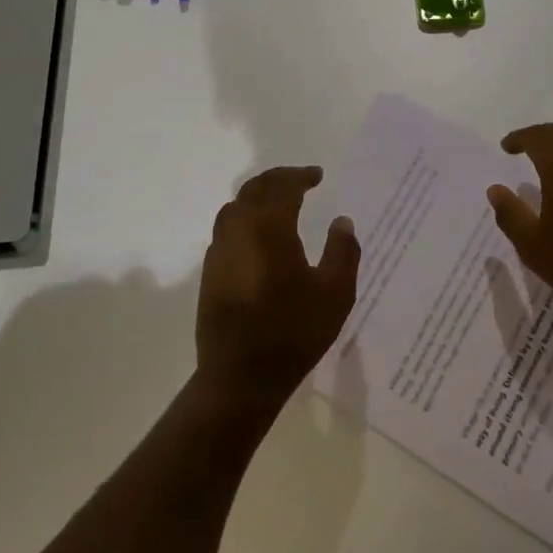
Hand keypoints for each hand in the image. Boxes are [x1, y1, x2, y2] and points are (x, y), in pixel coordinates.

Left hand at [196, 166, 359, 416]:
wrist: (240, 376)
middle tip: (299, 180)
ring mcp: (219, 251)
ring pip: (234, 206)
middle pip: (254, 189)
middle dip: (277, 179)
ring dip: (257, 195)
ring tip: (278, 200)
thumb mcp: (335, 293)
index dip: (301, 176)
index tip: (318, 176)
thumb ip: (342, 251)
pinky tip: (258, 234)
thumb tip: (342, 221)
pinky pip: (226, 228)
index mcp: (270, 228)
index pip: (283, 187)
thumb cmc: (293, 332)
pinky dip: (244, 217)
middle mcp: (239, 230)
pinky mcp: (210, 272)